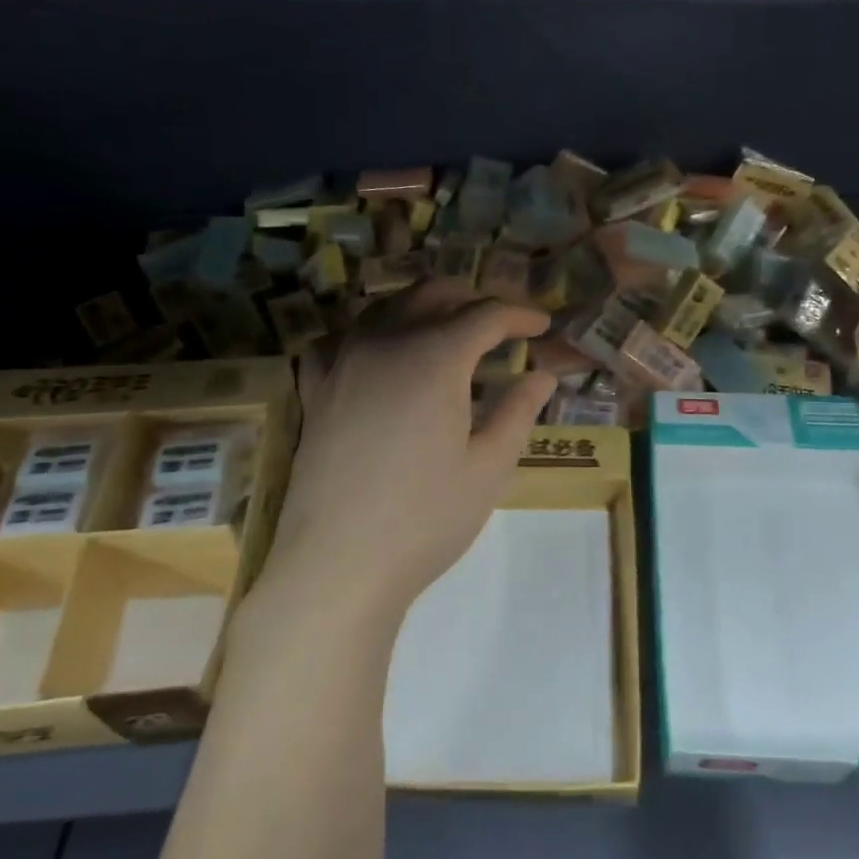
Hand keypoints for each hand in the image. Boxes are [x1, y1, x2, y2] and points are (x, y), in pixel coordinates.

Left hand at [259, 281, 556, 618]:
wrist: (338, 565)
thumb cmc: (426, 518)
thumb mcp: (490, 466)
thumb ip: (518, 410)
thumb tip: (542, 375)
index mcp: (435, 357)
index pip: (486, 315)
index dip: (520, 314)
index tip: (543, 325)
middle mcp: (385, 343)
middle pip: (432, 294)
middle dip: (473, 299)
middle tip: (501, 325)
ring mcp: (343, 363)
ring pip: (385, 306)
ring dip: (423, 307)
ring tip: (447, 331)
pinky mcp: (315, 390)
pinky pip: (339, 339)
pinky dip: (368, 333)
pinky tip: (380, 354)